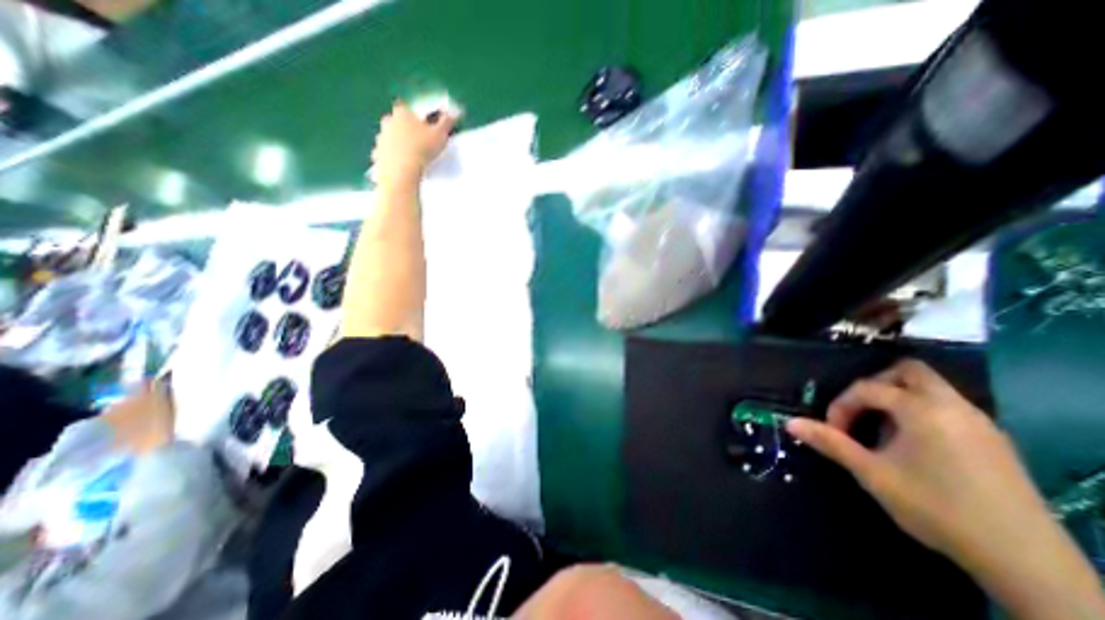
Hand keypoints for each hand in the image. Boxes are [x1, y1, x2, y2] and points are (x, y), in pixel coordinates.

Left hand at [371, 99, 457, 187]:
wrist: (402, 171)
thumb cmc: (422, 149)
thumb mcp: (440, 135)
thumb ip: (446, 122)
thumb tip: (453, 113)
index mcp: (402, 113)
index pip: (408, 108)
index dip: (417, 116)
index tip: (425, 126)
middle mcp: (388, 122)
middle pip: (397, 122)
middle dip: (406, 130)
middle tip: (419, 142)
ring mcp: (381, 138)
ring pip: (390, 138)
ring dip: (399, 145)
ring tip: (412, 157)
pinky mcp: (377, 155)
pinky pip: (386, 155)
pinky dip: (393, 159)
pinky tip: (402, 167)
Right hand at [785, 357, 1103, 619]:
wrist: (1026, 562)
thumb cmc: (935, 507)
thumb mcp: (872, 473)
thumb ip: (830, 442)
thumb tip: (789, 422)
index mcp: (922, 410)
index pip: (867, 388)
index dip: (842, 405)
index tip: (834, 430)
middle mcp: (953, 406)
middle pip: (909, 371)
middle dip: (876, 384)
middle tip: (861, 410)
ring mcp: (979, 422)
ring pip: (931, 388)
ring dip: (899, 398)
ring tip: (883, 429)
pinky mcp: (993, 440)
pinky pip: (948, 407)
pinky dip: (922, 411)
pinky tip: (914, 443)